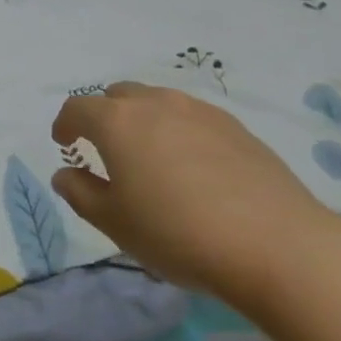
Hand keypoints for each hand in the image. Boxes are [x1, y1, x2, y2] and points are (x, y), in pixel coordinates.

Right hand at [50, 82, 340, 308]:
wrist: (276, 244)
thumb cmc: (178, 233)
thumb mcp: (115, 223)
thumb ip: (81, 193)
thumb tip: (65, 173)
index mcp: (117, 122)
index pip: (77, 108)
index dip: (65, 124)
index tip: (65, 144)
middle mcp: (155, 103)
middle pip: (118, 96)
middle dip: (104, 116)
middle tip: (107, 150)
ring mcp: (199, 110)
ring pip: (157, 102)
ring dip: (143, 121)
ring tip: (151, 157)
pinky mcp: (235, 126)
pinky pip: (191, 117)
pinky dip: (178, 131)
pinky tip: (193, 168)